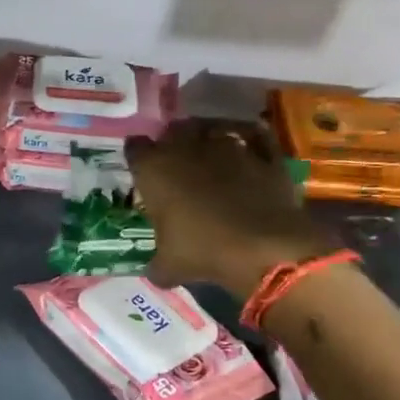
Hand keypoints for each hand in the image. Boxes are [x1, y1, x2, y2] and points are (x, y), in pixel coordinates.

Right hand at [126, 119, 334, 292]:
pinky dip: (249, 137)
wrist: (264, 247)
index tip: (142, 170)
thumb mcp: (168, 267)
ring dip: (208, 138)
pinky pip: (254, 134)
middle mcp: (187, 148)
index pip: (135, 149)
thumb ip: (156, 264)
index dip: (138, 158)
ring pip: (212, 128)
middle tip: (175, 162)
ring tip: (210, 154)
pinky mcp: (263, 153)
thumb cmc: (203, 252)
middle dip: (172, 142)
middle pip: (173, 130)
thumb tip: (156, 271)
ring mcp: (228, 146)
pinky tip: (247, 147)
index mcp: (154, 170)